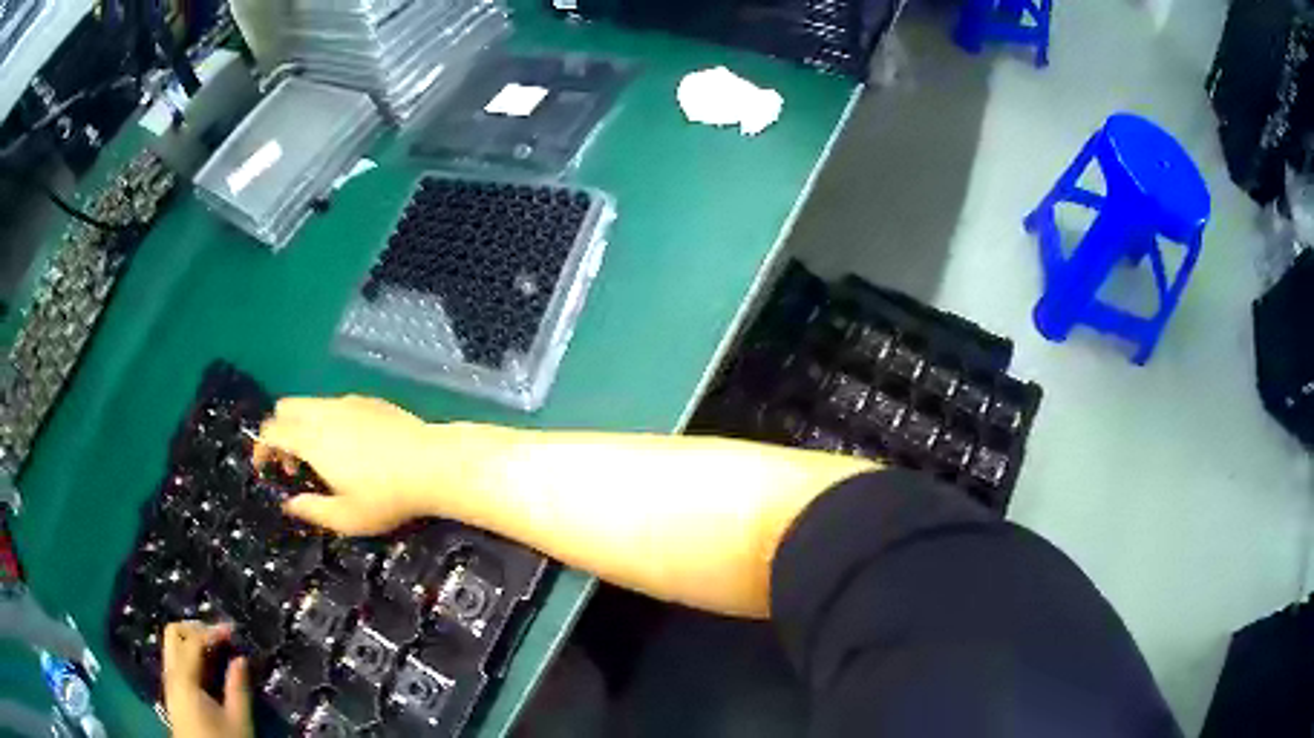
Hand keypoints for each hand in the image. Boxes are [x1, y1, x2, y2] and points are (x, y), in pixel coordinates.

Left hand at [162, 622, 251, 737]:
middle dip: (196, 628)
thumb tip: (241, 658)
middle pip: (173, 633)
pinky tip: (208, 667)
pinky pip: (175, 660)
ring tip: (216, 650)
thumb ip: (238, 688)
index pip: (193, 641)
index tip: (234, 630)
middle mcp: (171, 674)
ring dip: (192, 640)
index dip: (213, 631)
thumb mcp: (238, 721)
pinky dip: (189, 654)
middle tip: (220, 636)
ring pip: (172, 645)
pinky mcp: (173, 692)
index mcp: (184, 679)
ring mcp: (169, 682)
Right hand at [252, 395, 451, 535]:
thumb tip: (289, 504)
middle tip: (293, 466)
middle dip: (279, 432)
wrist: (433, 464)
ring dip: (302, 426)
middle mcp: (325, 412)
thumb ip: (311, 510)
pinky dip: (326, 419)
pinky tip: (349, 447)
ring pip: (310, 403)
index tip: (263, 469)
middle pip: (285, 407)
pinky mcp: (370, 400)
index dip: (260, 448)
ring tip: (321, 459)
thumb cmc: (386, 496)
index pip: (271, 430)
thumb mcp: (346, 518)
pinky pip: (334, 403)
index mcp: (312, 438)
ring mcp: (348, 401)